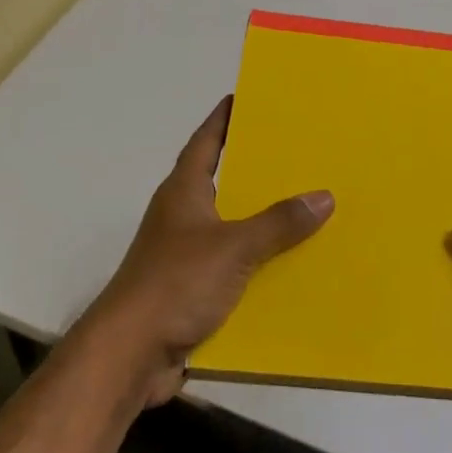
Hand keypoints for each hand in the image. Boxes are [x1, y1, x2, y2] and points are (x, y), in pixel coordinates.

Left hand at [80, 96, 333, 408]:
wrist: (129, 356)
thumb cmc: (175, 283)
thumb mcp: (234, 247)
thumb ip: (278, 223)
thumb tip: (323, 196)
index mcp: (184, 190)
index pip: (206, 140)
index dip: (224, 117)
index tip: (245, 96)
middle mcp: (182, 215)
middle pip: (222, 181)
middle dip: (255, 168)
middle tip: (296, 152)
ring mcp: (184, 254)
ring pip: (231, 227)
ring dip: (261, 221)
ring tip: (306, 209)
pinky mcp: (190, 291)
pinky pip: (232, 267)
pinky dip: (257, 265)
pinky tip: (289, 268)